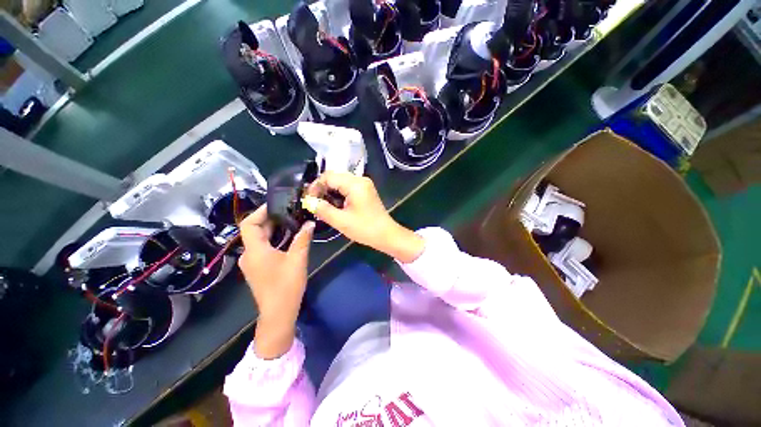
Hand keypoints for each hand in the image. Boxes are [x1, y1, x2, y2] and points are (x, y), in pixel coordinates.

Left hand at [238, 205, 314, 358]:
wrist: (278, 313)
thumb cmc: (286, 285)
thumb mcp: (298, 259)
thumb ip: (303, 239)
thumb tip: (310, 223)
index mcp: (255, 251)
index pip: (248, 224)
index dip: (260, 211)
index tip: (276, 204)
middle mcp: (248, 255)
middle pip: (254, 230)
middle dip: (270, 219)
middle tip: (289, 211)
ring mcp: (251, 262)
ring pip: (259, 239)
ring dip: (273, 229)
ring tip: (291, 221)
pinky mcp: (257, 268)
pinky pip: (262, 247)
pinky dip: (273, 239)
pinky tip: (288, 238)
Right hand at [308, 172, 423, 262]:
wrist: (386, 235)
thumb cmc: (365, 228)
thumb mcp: (341, 221)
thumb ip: (323, 209)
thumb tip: (309, 202)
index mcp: (355, 184)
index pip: (328, 176)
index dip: (315, 186)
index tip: (309, 200)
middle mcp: (360, 179)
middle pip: (334, 177)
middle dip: (322, 189)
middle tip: (314, 203)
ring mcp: (364, 185)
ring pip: (340, 182)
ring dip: (330, 192)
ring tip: (323, 206)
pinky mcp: (365, 191)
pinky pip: (347, 187)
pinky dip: (338, 194)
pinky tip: (335, 206)